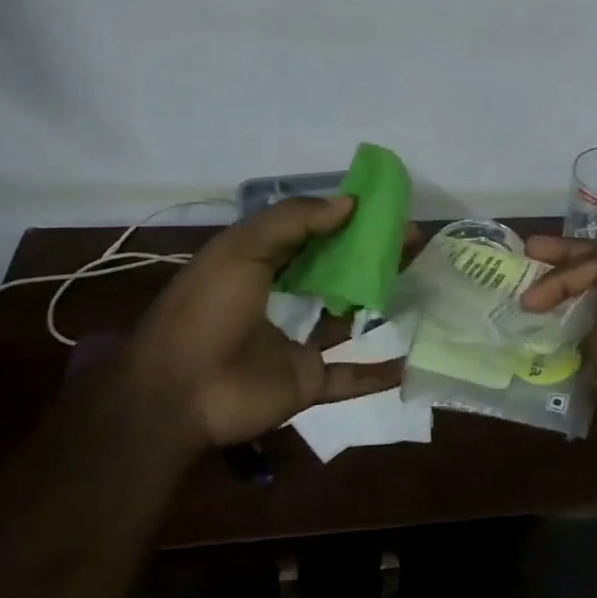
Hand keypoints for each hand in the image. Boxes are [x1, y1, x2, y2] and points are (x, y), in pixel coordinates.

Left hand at [117, 196, 406, 448]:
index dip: (345, 219)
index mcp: (257, 264)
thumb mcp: (241, 250)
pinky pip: (349, 376)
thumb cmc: (207, 311)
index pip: (309, 233)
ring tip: (419, 282)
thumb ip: (293, 220)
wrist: (177, 394)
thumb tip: (350, 203)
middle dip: (371, 255)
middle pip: (334, 272)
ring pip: (347, 318)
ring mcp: (294, 342)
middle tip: (412, 242)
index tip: (384, 209)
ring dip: (378, 302)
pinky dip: (378, 373)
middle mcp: (279, 299)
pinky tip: (409, 360)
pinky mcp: (306, 381)